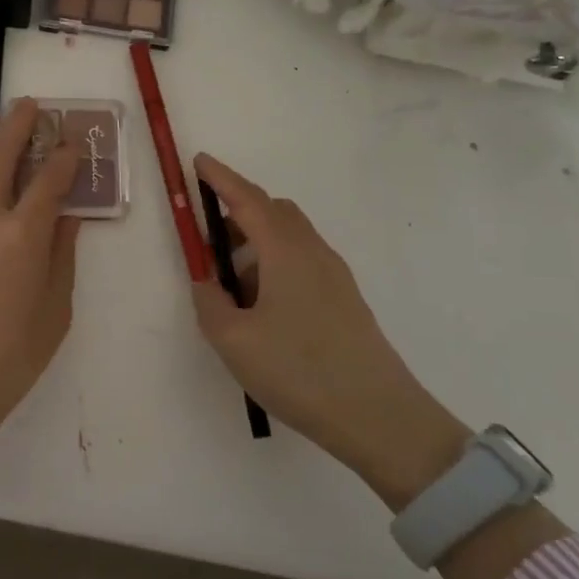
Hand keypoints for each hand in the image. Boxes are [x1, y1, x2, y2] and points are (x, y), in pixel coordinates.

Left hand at [0, 101, 81, 550]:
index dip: (66, 155)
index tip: (72, 144)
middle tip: (29, 108)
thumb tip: (68, 214)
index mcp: (22, 236)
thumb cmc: (9, 359)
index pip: (51, 178)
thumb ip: (63, 254)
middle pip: (1, 153)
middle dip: (20, 124)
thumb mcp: (56, 310)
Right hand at [191, 153, 470, 509]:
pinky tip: (263, 311)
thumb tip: (207, 282)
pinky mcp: (345, 300)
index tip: (200, 162)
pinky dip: (275, 268)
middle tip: (209, 239)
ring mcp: (334, 276)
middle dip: (238, 213)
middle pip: (274, 212)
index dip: (221, 178)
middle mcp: (313, 253)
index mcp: (285, 252)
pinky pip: (302, 264)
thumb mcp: (233, 340)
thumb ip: (209, 303)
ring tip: (232, 290)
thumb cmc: (299, 371)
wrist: (378, 416)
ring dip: (256, 246)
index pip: (248, 199)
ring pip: (289, 240)